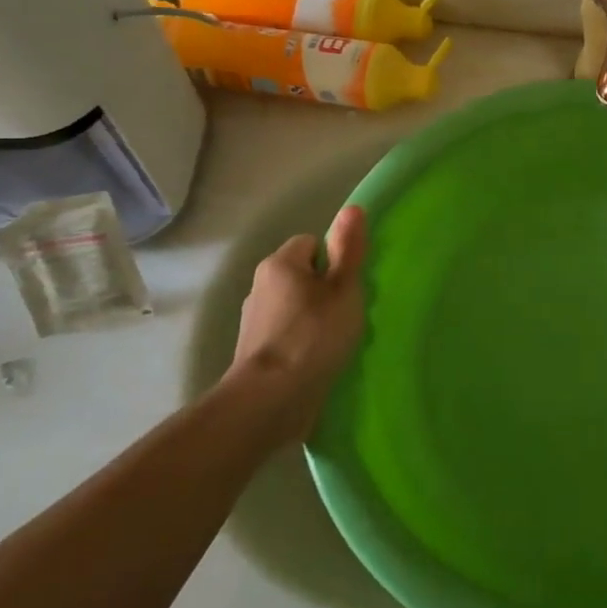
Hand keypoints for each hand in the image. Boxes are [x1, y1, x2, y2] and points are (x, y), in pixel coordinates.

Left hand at [227, 205, 367, 432]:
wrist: (270, 399)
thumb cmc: (313, 335)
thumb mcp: (344, 287)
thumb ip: (349, 249)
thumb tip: (352, 208)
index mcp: (280, 264)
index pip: (312, 243)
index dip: (334, 260)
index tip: (349, 285)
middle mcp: (260, 286)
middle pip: (302, 275)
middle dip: (325, 289)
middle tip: (347, 312)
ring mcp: (253, 321)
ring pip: (294, 306)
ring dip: (313, 318)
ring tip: (335, 340)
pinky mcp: (254, 352)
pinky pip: (286, 333)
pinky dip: (301, 341)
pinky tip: (316, 359)